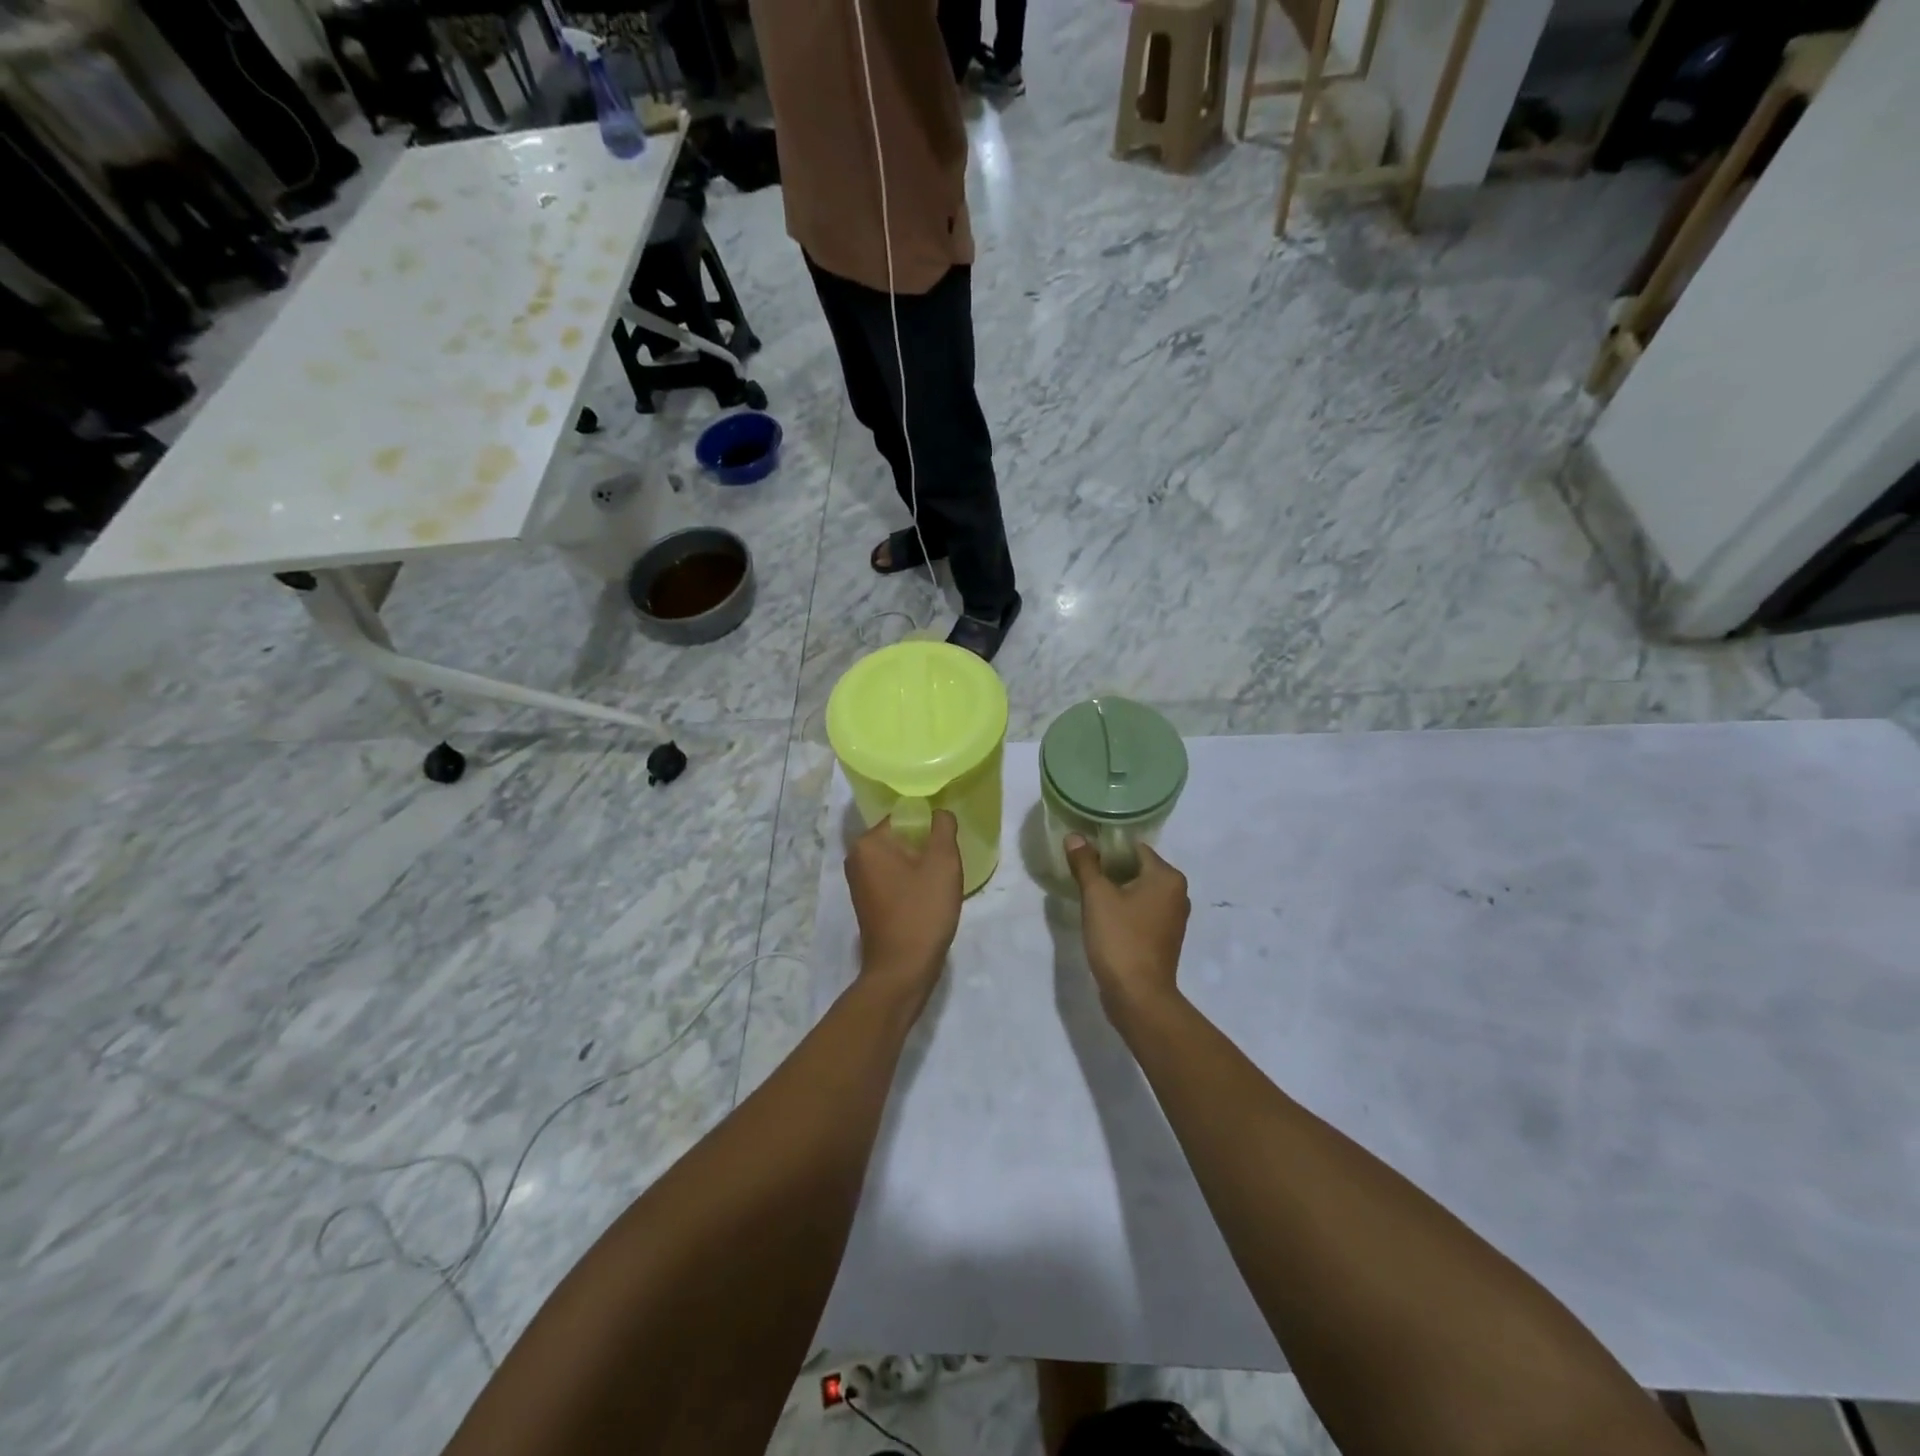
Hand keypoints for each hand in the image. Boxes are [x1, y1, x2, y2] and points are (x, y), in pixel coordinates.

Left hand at [846, 810, 963, 1014]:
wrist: (902, 970)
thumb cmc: (922, 911)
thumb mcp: (943, 863)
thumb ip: (943, 827)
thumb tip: (939, 813)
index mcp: (868, 843)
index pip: (905, 816)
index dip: (931, 825)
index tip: (949, 841)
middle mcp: (857, 858)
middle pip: (901, 837)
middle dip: (926, 846)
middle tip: (948, 862)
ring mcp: (859, 882)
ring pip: (899, 859)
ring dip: (921, 865)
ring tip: (941, 881)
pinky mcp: (867, 902)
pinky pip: (894, 878)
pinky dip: (911, 882)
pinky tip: (929, 897)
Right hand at [1065, 835, 1189, 1023]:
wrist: (1138, 996)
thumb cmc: (1120, 939)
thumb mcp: (1097, 896)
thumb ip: (1085, 863)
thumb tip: (1075, 836)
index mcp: (1167, 877)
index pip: (1134, 848)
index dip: (1107, 848)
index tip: (1083, 854)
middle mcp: (1177, 893)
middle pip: (1138, 868)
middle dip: (1110, 869)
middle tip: (1082, 872)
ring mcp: (1174, 918)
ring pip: (1139, 891)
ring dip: (1116, 890)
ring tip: (1089, 893)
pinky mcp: (1165, 938)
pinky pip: (1142, 911)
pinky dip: (1125, 909)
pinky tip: (1103, 916)